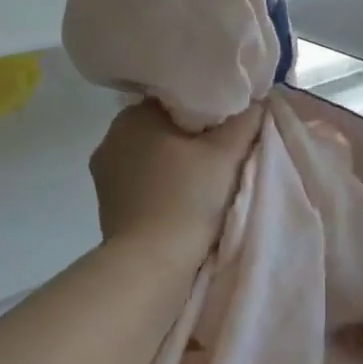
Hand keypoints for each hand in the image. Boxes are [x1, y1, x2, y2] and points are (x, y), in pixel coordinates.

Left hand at [89, 100, 262, 262]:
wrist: (150, 264)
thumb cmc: (187, 198)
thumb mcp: (226, 154)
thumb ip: (244, 121)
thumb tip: (257, 102)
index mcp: (133, 116)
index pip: (174, 99)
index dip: (204, 109)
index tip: (227, 126)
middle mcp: (111, 138)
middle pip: (161, 128)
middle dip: (189, 137)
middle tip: (222, 152)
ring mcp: (104, 174)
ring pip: (150, 157)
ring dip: (174, 164)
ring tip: (205, 179)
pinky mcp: (107, 205)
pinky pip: (141, 183)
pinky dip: (161, 186)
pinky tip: (182, 199)